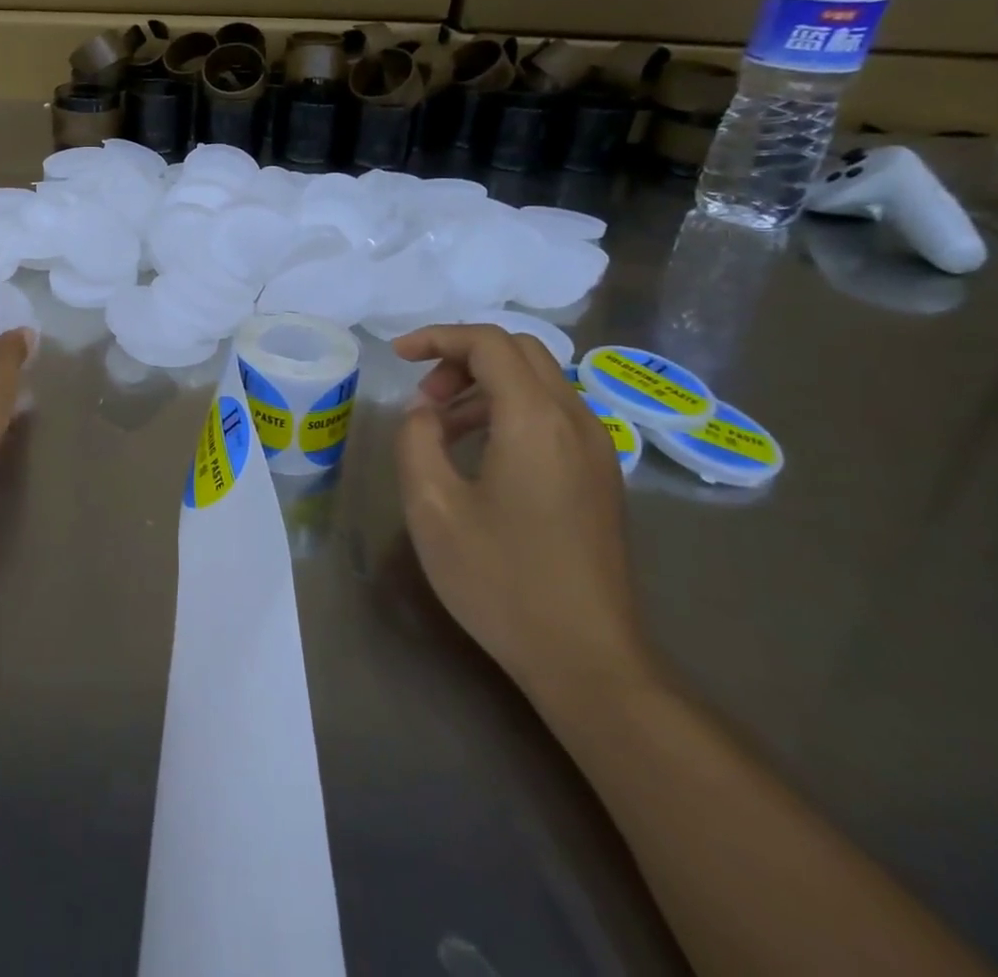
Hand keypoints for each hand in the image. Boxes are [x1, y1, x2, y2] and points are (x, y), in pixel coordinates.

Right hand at [390, 324, 652, 706]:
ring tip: (440, 426)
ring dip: (485, 385)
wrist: (588, 660)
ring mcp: (596, 450)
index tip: (397, 355)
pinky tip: (478, 452)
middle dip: (462, 357)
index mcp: (535, 420)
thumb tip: (424, 413)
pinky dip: (509, 410)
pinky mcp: (600, 477)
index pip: (488, 343)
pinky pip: (552, 415)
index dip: (438, 337)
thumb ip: (416, 440)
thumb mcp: (432, 506)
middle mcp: (575, 421)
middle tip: (423, 395)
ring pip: (538, 382)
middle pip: (519, 352)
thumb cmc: (501, 580)